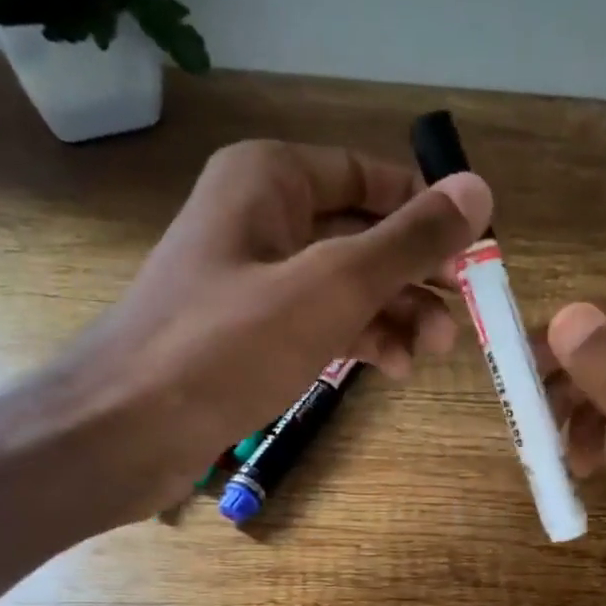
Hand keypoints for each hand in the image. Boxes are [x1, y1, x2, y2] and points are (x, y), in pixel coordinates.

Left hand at [13, 140, 490, 528]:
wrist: (126, 429)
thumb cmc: (229, 345)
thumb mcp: (333, 286)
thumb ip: (408, 240)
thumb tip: (479, 190)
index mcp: (271, 178)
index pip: (371, 176)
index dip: (427, 214)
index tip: (476, 257)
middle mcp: (259, 216)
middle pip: (361, 234)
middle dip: (415, 277)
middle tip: (462, 320)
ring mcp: (251, 279)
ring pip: (343, 285)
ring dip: (393, 315)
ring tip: (433, 354)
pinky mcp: (246, 333)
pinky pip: (317, 323)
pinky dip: (356, 340)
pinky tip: (388, 369)